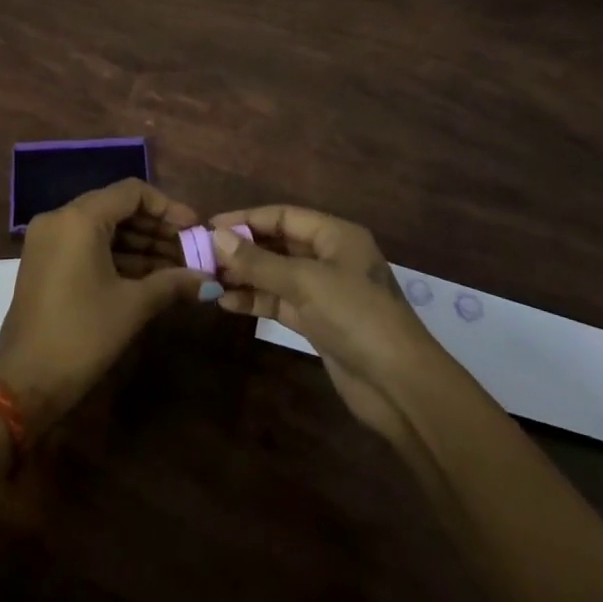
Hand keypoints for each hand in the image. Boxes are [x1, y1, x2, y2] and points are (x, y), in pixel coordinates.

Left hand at [0, 178, 214, 431]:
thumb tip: (210, 281)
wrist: (24, 383)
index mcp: (79, 218)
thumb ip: (172, 283)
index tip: (194, 229)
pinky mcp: (45, 262)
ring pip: (103, 228)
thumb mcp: (132, 306)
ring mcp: (48, 240)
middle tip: (190, 250)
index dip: (168, 208)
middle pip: (117, 208)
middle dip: (156, 229)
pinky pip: (87, 245)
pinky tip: (149, 277)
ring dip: (140, 245)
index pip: (132, 192)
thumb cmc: (82, 335)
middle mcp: (60, 219)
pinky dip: (117, 256)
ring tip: (177, 267)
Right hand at [207, 205, 440, 443]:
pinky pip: (280, 301)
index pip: (282, 216)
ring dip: (245, 276)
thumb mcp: (305, 282)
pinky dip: (256, 300)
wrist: (400, 385)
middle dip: (242, 249)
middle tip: (202, 256)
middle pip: (278, 244)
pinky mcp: (318, 322)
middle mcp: (329, 257)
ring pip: (276, 274)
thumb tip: (217, 237)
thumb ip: (259, 261)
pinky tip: (227, 303)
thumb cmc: (356, 316)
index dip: (245, 219)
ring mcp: (324, 291)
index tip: (209, 227)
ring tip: (208, 280)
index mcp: (335, 235)